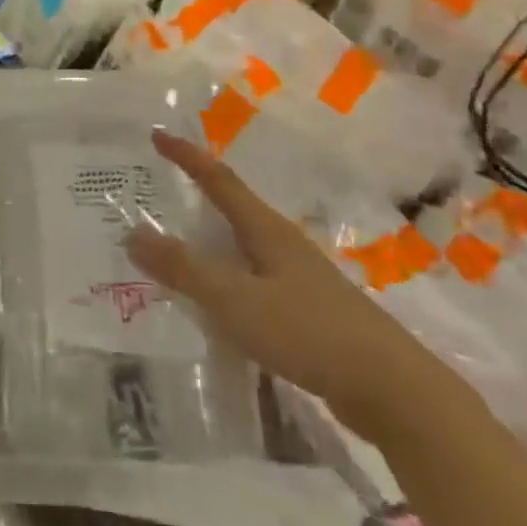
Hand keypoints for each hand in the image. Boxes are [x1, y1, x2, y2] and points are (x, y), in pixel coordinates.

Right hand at [130, 131, 463, 442]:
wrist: (393, 390)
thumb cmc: (309, 332)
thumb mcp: (235, 300)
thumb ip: (183, 269)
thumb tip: (132, 233)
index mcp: (267, 231)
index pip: (219, 180)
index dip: (187, 157)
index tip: (158, 135)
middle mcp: (284, 245)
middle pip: (235, 208)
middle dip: (198, 195)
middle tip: (161, 190)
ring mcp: (300, 279)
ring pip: (244, 247)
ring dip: (211, 241)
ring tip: (178, 246)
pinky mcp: (308, 311)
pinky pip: (253, 280)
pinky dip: (226, 278)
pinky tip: (216, 302)